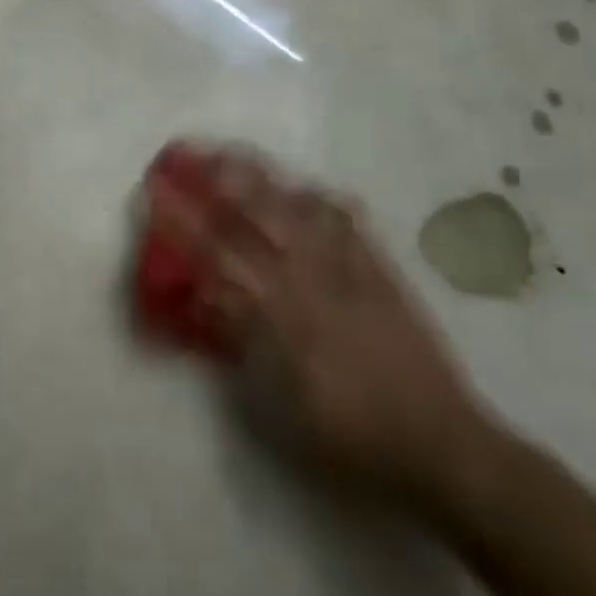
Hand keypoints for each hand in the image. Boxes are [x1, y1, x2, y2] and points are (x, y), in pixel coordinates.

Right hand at [191, 150, 491, 508]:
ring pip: (295, 206)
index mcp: (277, 314)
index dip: (182, 220)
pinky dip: (319, 198)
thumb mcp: (276, 406)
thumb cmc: (347, 437)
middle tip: (185, 152)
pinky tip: (305, 188)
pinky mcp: (381, 267)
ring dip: (259, 177)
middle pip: (253, 214)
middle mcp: (308, 278)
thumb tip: (208, 300)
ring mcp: (347, 267)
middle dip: (214, 179)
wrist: (439, 443)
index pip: (216, 253)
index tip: (155, 192)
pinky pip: (346, 219)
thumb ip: (239, 345)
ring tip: (231, 154)